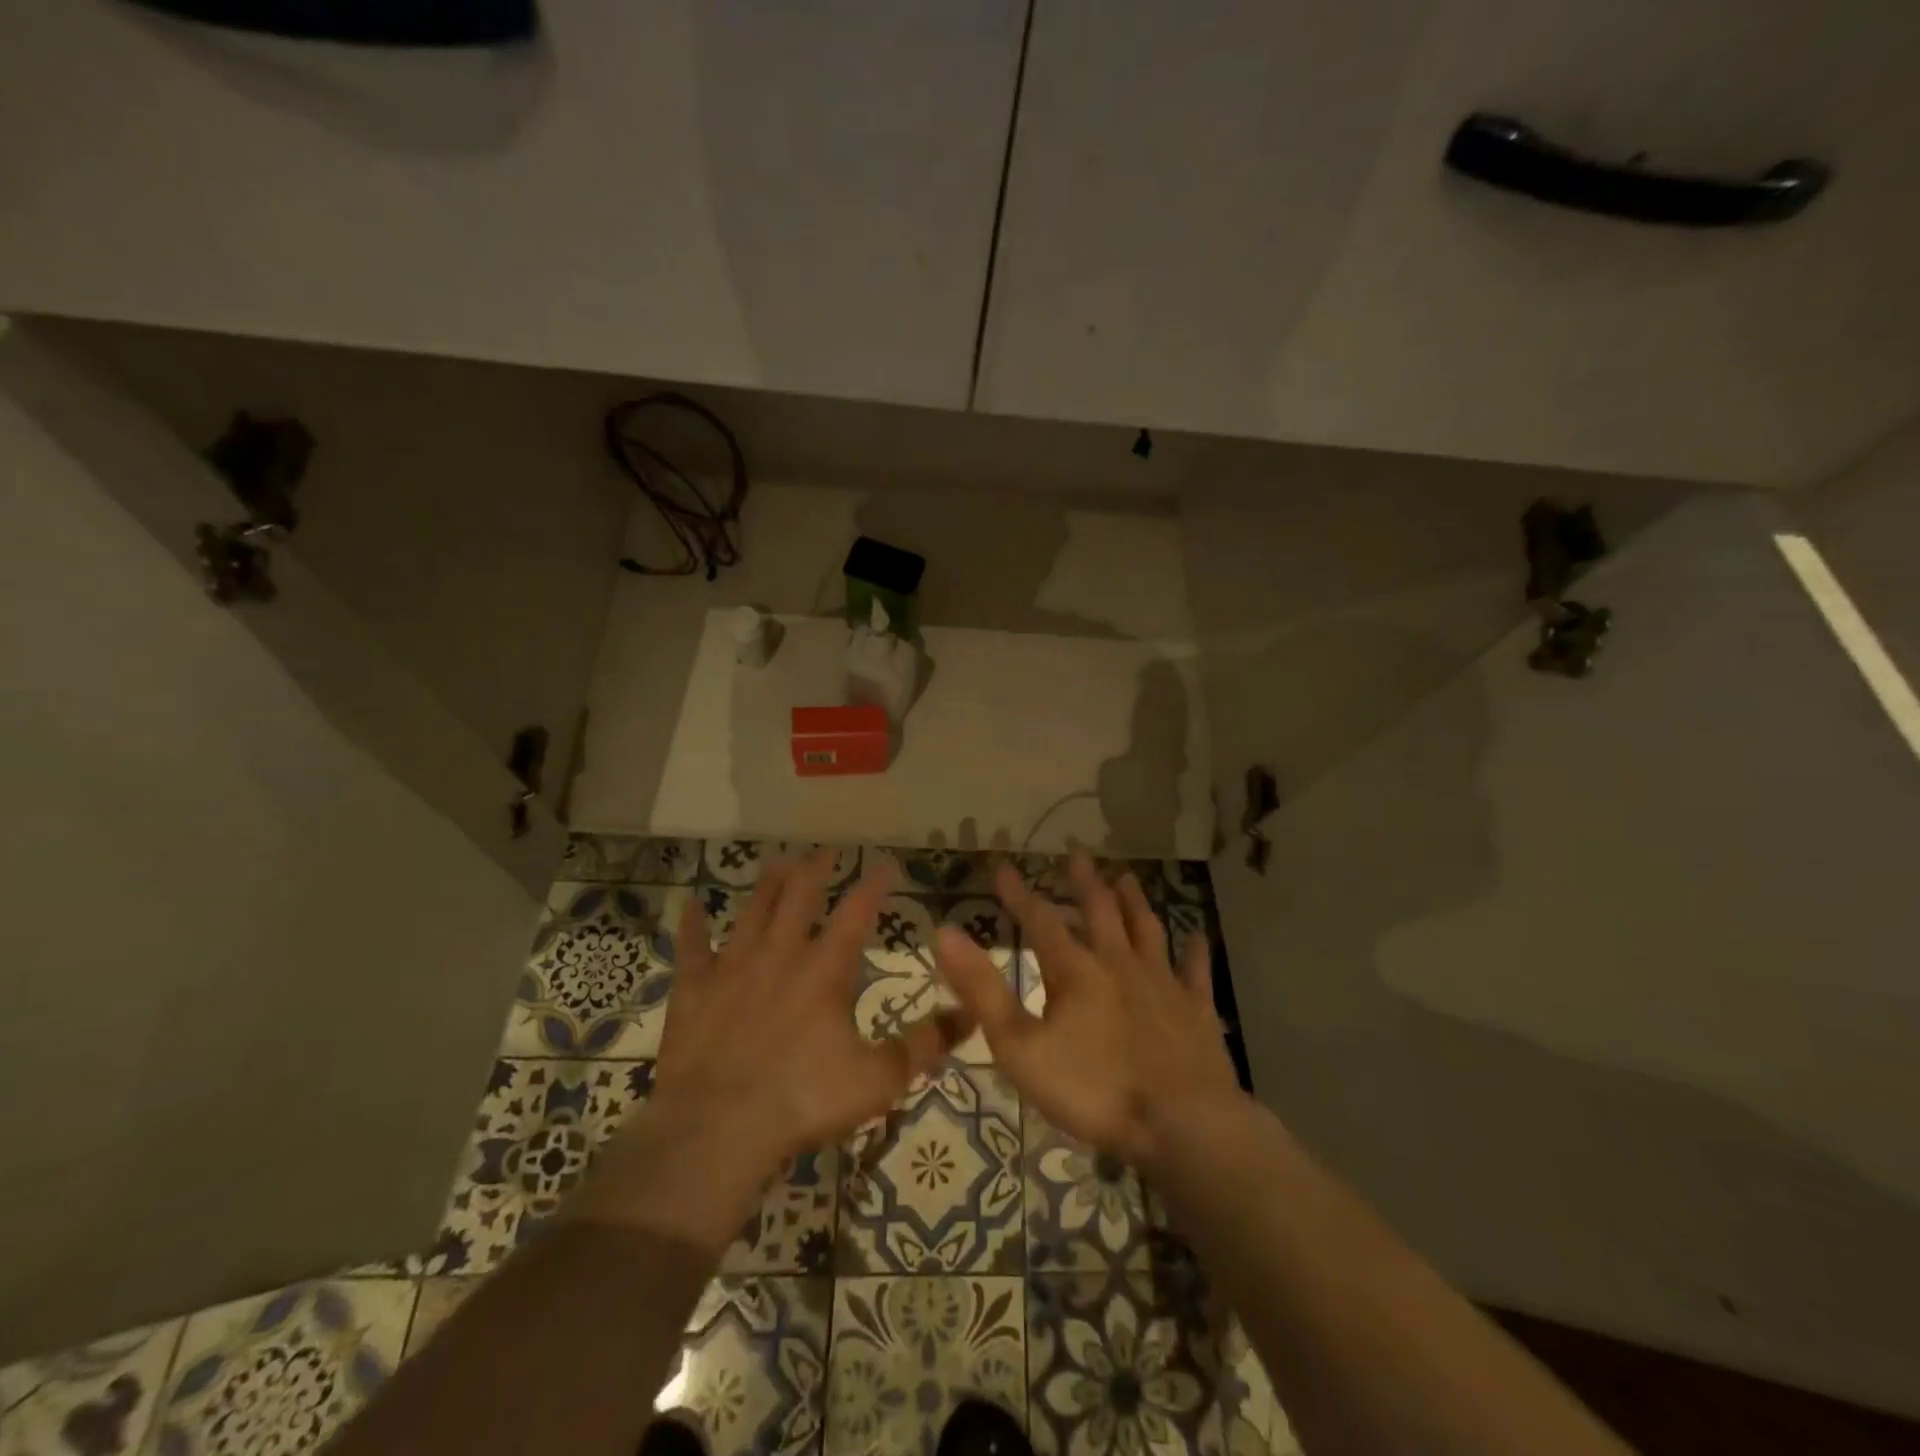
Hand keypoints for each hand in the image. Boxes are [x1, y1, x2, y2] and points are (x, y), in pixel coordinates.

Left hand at [576, 851, 967, 1250]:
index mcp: (824, 970)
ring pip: (752, 912)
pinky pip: (691, 948)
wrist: (717, 1129)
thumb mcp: (878, 1080)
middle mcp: (779, 955)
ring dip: (766, 886)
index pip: (856, 912)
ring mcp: (732, 968)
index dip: (873, 884)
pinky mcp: (693, 990)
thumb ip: (924, 1046)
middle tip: (826, 851)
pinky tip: (692, 905)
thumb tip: (970, 1017)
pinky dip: (692, 925)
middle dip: (816, 870)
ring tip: (778, 863)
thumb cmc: (803, 1100)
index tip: (885, 863)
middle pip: (799, 897)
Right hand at [936, 852, 1242, 1174]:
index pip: (1039, 920)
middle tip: (1077, 855)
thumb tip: (944, 934)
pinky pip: (1195, 972)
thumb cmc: (1094, 1090)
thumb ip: (982, 990)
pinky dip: (1194, 952)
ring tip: (1126, 877)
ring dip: (1134, 902)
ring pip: (1146, 930)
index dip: (1018, 893)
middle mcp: (1119, 963)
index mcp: (1075, 971)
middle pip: (1100, 912)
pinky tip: (1197, 936)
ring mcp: (1163, 983)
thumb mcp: (1020, 1047)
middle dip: (1084, 882)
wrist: (1181, 1124)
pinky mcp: (1197, 1010)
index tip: (1002, 865)